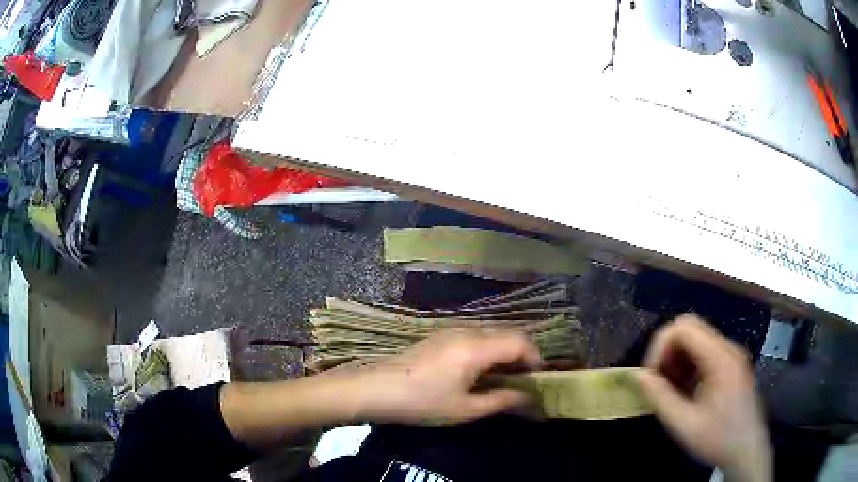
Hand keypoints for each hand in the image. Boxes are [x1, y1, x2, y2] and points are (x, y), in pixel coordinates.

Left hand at [352, 329, 542, 425]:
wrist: (375, 388)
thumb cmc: (422, 402)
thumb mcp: (465, 409)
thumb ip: (501, 400)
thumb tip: (527, 397)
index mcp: (476, 346)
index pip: (520, 341)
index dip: (535, 358)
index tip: (537, 380)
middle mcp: (467, 331)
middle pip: (508, 333)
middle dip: (522, 355)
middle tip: (523, 381)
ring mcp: (451, 330)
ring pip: (491, 333)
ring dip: (504, 352)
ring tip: (503, 378)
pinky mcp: (440, 335)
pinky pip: (475, 336)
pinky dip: (488, 349)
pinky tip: (480, 371)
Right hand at [638, 315, 771, 481]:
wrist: (747, 450)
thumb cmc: (718, 439)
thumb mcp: (685, 425)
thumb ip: (661, 399)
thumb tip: (639, 376)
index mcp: (721, 358)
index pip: (684, 328)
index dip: (660, 345)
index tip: (649, 374)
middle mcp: (728, 348)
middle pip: (691, 327)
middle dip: (667, 349)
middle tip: (656, 380)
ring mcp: (731, 356)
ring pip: (696, 339)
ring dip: (676, 358)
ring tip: (668, 388)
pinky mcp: (730, 366)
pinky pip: (703, 352)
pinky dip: (687, 365)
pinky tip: (682, 390)